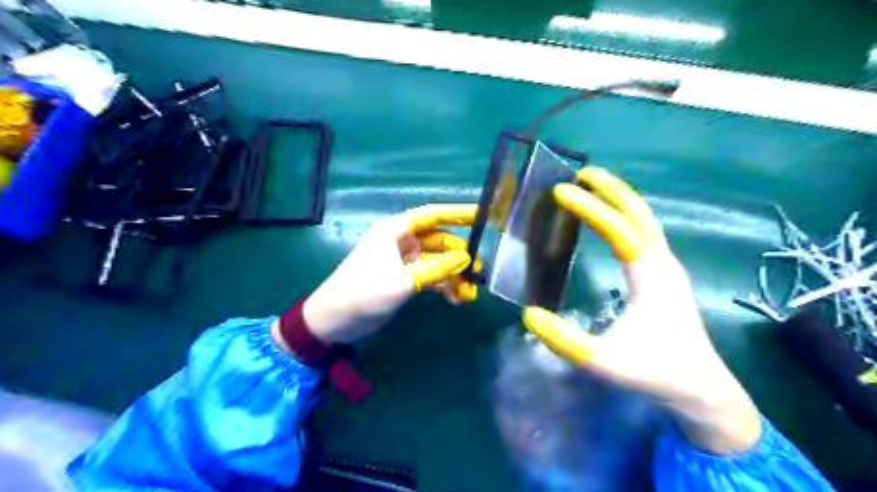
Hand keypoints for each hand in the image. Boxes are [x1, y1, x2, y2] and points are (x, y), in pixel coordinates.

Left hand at [303, 204, 478, 345]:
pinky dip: (444, 286)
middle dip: (460, 256)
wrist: (335, 320)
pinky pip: (431, 277)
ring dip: (454, 275)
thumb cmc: (364, 291)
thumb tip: (466, 259)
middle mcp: (402, 241)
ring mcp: (404, 261)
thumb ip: (436, 268)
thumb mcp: (403, 280)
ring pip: (438, 261)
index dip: (458, 213)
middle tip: (478, 272)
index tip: (483, 215)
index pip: (433, 215)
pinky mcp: (405, 278)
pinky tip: (456, 299)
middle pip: (440, 241)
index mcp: (397, 230)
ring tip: (469, 293)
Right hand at [520, 166, 761, 452]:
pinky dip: (624, 215)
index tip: (560, 191)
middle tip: (581, 172)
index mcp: (650, 276)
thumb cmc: (653, 372)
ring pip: (644, 219)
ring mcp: (667, 266)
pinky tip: (608, 219)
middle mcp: (662, 262)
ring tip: (591, 186)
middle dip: (610, 188)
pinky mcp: (665, 274)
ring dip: (619, 198)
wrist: (700, 387)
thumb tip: (529, 314)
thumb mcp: (603, 362)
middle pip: (638, 212)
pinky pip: (644, 232)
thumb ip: (565, 339)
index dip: (589, 207)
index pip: (617, 229)